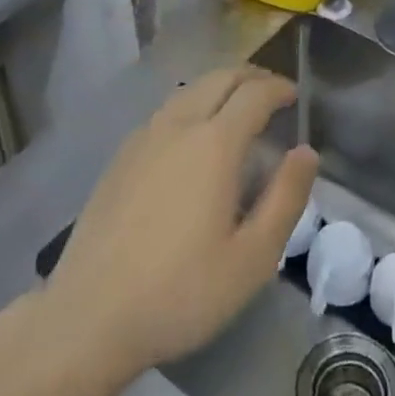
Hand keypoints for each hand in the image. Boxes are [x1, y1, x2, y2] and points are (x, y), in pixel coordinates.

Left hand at [43, 66, 319, 379]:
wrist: (88, 318)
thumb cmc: (180, 293)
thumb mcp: (252, 259)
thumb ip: (286, 199)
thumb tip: (306, 152)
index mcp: (214, 144)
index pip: (254, 93)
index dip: (279, 88)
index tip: (295, 97)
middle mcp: (178, 126)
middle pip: (220, 78)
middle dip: (251, 77)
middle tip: (272, 94)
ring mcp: (144, 138)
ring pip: (190, 90)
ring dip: (220, 87)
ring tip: (237, 110)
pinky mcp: (120, 157)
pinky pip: (166, 111)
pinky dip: (192, 105)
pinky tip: (193, 138)